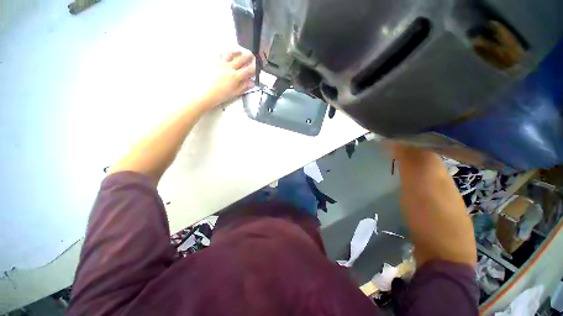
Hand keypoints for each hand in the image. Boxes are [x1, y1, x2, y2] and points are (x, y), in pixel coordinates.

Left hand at [199, 51, 255, 109]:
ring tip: (239, 52)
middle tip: (251, 54)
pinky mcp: (212, 62)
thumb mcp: (235, 93)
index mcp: (236, 76)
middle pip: (240, 59)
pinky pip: (219, 54)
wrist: (206, 93)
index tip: (257, 64)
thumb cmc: (221, 95)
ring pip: (230, 54)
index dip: (254, 66)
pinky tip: (225, 54)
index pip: (248, 70)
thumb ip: (244, 87)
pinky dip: (224, 53)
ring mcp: (220, 63)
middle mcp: (229, 67)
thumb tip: (252, 83)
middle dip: (247, 56)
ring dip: (236, 52)